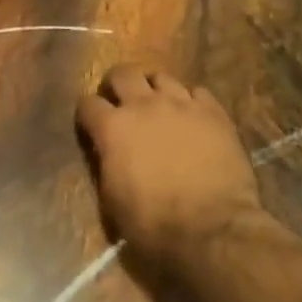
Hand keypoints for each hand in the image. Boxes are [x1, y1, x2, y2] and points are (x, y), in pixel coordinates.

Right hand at [77, 65, 264, 262]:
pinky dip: (190, 101)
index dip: (87, 113)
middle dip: (116, 84)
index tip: (91, 124)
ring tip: (159, 106)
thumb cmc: (152, 222)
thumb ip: (106, 163)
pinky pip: (197, 92)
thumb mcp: (111, 198)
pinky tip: (192, 116)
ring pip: (162, 77)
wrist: (211, 228)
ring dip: (154, 89)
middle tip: (121, 102)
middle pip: (123, 73)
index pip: (87, 103)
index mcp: (112, 127)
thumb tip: (108, 152)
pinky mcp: (214, 112)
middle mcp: (144, 105)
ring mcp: (182, 104)